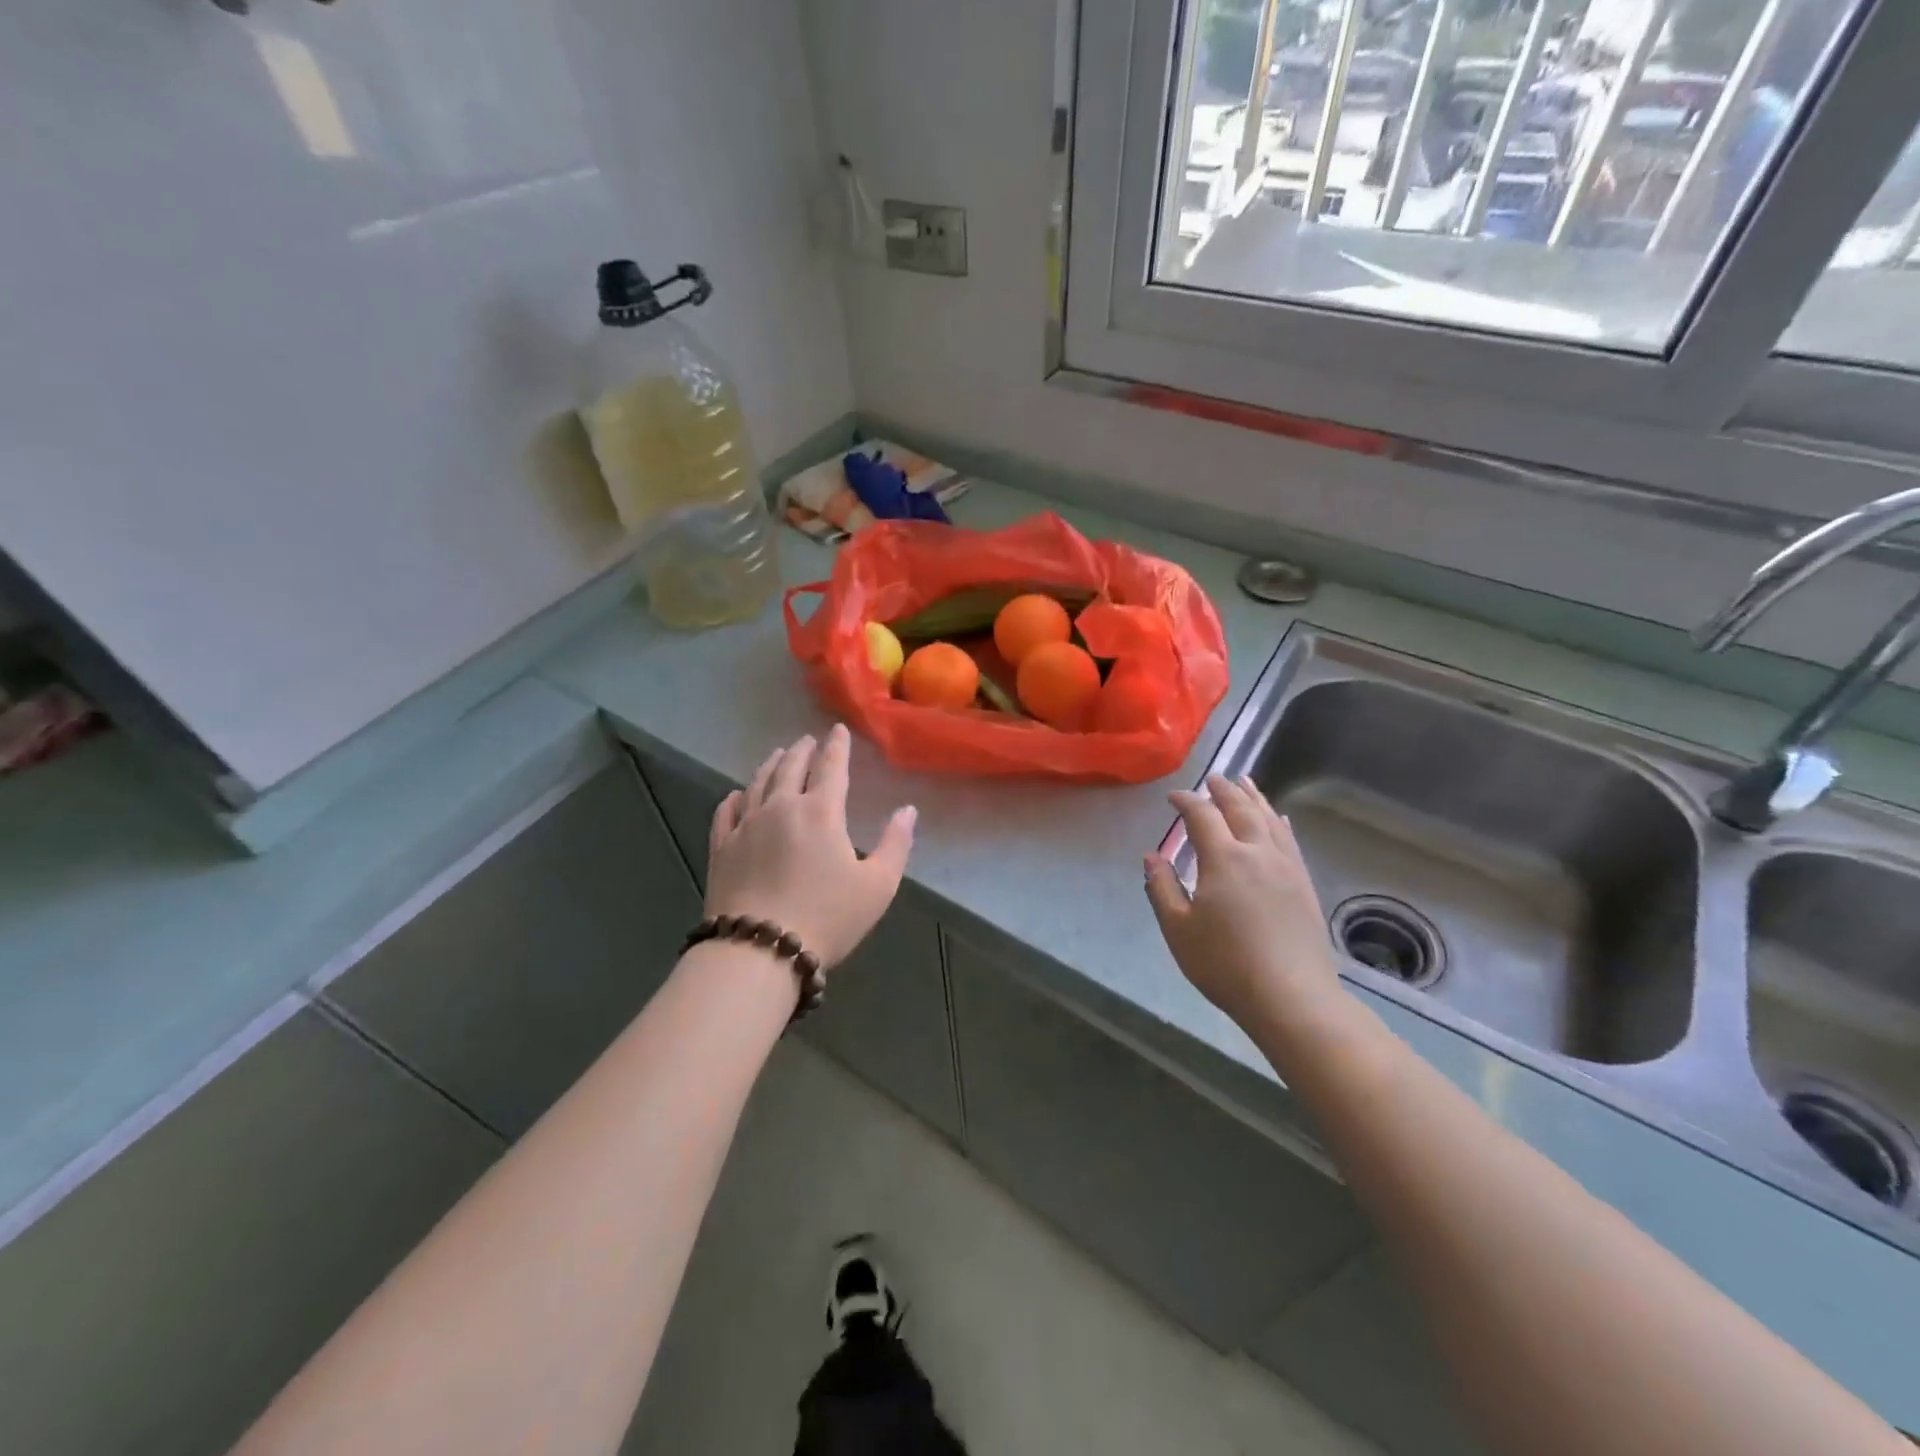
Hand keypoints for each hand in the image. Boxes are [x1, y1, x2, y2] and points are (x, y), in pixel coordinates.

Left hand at [705, 725, 915, 970]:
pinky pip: (726, 811)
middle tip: (807, 740)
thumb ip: (896, 844)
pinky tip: (737, 795)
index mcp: (821, 812)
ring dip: (770, 765)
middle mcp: (781, 807)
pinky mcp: (721, 847)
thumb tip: (908, 810)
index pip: (831, 767)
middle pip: (791, 767)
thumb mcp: (878, 885)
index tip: (838, 730)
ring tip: (777, 755)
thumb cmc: (827, 917)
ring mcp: (746, 826)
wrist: (759, 949)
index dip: (837, 746)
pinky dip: (735, 797)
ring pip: (758, 783)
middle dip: (802, 750)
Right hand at [1144, 775, 1339, 1030]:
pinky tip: (1278, 818)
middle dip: (1223, 790)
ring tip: (1245, 782)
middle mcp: (1258, 852)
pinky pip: (1289, 839)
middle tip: (1212, 778)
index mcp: (1224, 859)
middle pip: (1241, 808)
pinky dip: (1278, 821)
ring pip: (1269, 819)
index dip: (1186, 801)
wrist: (1292, 997)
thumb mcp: (1178, 929)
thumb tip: (1152, 856)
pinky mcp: (1304, 883)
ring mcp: (1286, 866)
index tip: (1173, 797)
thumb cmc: (1225, 964)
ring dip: (1254, 797)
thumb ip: (1162, 887)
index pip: (1202, 816)